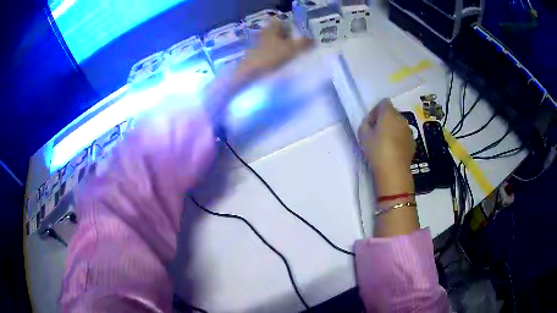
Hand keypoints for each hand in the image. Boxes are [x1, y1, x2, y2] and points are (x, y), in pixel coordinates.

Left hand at [242, 20, 311, 74]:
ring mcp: (257, 43)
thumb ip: (304, 43)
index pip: (283, 23)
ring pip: (273, 42)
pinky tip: (278, 63)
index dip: (292, 29)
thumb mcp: (291, 49)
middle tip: (297, 48)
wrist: (249, 71)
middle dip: (288, 39)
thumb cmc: (271, 56)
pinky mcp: (253, 54)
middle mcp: (263, 33)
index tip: (299, 38)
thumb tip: (314, 40)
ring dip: (281, 47)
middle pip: (278, 33)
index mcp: (272, 28)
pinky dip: (274, 54)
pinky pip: (267, 51)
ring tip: (289, 57)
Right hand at [358, 99, 415, 173]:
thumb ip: (365, 124)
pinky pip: (404, 135)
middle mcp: (401, 119)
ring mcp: (409, 131)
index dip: (376, 110)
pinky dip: (399, 139)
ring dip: (393, 129)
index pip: (383, 102)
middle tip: (377, 133)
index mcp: (389, 113)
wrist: (394, 170)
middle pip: (392, 113)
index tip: (371, 123)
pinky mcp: (413, 142)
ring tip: (386, 143)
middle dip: (385, 119)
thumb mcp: (362, 135)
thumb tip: (370, 122)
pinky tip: (394, 150)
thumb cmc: (376, 150)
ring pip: (399, 124)